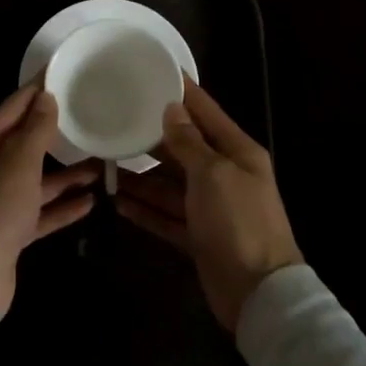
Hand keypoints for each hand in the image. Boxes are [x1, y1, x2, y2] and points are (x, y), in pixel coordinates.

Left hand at [0, 85, 98, 315]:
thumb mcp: (17, 165)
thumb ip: (35, 131)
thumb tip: (46, 97)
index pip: (12, 108)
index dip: (37, 91)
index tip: (63, 73)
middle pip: (23, 143)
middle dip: (54, 133)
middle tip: (88, 115)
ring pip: (34, 179)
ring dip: (64, 173)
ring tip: (100, 162)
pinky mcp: (7, 231)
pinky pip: (38, 211)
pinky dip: (60, 206)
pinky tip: (90, 201)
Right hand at [116, 80, 302, 330]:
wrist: (259, 294)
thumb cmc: (238, 222)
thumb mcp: (213, 174)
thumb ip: (189, 142)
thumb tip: (172, 109)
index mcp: (237, 152)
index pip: (205, 112)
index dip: (181, 92)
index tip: (153, 71)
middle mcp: (224, 175)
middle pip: (183, 149)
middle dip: (151, 139)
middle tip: (115, 122)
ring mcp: (211, 209)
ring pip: (170, 185)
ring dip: (141, 178)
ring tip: (105, 165)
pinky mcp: (198, 237)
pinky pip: (166, 217)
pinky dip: (145, 210)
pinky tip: (118, 202)